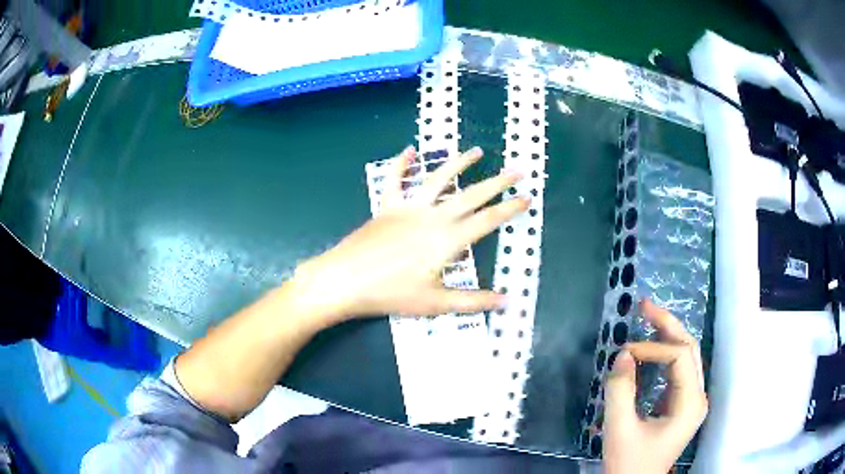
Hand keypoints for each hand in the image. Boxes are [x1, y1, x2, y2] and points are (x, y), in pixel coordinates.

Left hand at [293, 146, 528, 321]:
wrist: (345, 280)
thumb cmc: (391, 294)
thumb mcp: (436, 303)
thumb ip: (473, 301)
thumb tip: (506, 301)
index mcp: (448, 239)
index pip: (488, 220)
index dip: (511, 209)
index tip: (527, 198)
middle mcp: (433, 216)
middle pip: (472, 195)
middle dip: (497, 182)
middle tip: (517, 171)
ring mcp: (408, 207)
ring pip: (438, 179)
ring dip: (458, 163)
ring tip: (476, 151)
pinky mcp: (386, 206)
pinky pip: (394, 180)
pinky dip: (401, 163)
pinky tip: (409, 149)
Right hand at [603, 300, 707, 473]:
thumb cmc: (629, 462)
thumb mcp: (620, 429)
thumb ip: (620, 390)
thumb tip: (623, 355)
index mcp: (690, 403)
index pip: (679, 357)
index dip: (653, 348)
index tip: (624, 354)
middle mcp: (698, 396)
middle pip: (689, 349)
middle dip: (667, 325)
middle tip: (644, 306)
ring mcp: (692, 400)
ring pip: (686, 356)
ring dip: (667, 335)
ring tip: (647, 318)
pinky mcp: (682, 403)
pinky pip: (677, 370)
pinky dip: (663, 354)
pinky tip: (650, 347)